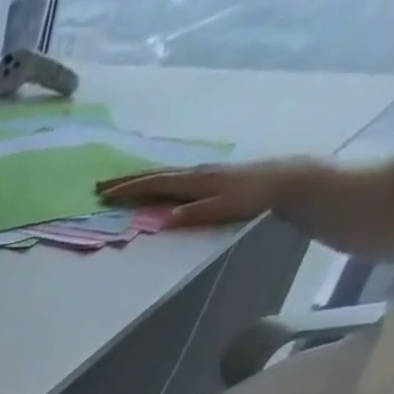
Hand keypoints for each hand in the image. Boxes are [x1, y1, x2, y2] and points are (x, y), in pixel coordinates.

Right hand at [97, 159, 307, 228]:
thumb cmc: (256, 198)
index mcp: (195, 181)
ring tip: (123, 184)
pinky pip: (176, 177)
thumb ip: (193, 214)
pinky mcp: (213, 176)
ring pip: (165, 174)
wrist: (292, 181)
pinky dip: (159, 180)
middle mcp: (197, 172)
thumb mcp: (223, 209)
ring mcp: (206, 173)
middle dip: (128, 180)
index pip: (155, 184)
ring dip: (141, 179)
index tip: (104, 193)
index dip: (129, 189)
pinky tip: (157, 183)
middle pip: (156, 175)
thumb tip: (161, 220)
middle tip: (102, 185)